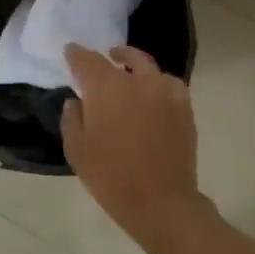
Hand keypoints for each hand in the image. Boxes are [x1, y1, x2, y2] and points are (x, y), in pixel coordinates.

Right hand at [62, 44, 208, 244]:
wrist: (161, 202)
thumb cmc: (111, 176)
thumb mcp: (77, 150)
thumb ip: (72, 119)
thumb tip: (76, 102)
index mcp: (106, 87)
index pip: (87, 60)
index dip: (76, 54)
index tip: (70, 51)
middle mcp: (136, 80)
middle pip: (121, 57)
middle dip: (107, 56)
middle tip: (102, 59)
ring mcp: (164, 91)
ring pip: (147, 66)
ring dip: (134, 64)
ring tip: (127, 71)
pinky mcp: (184, 106)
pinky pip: (168, 83)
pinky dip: (157, 82)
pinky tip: (152, 93)